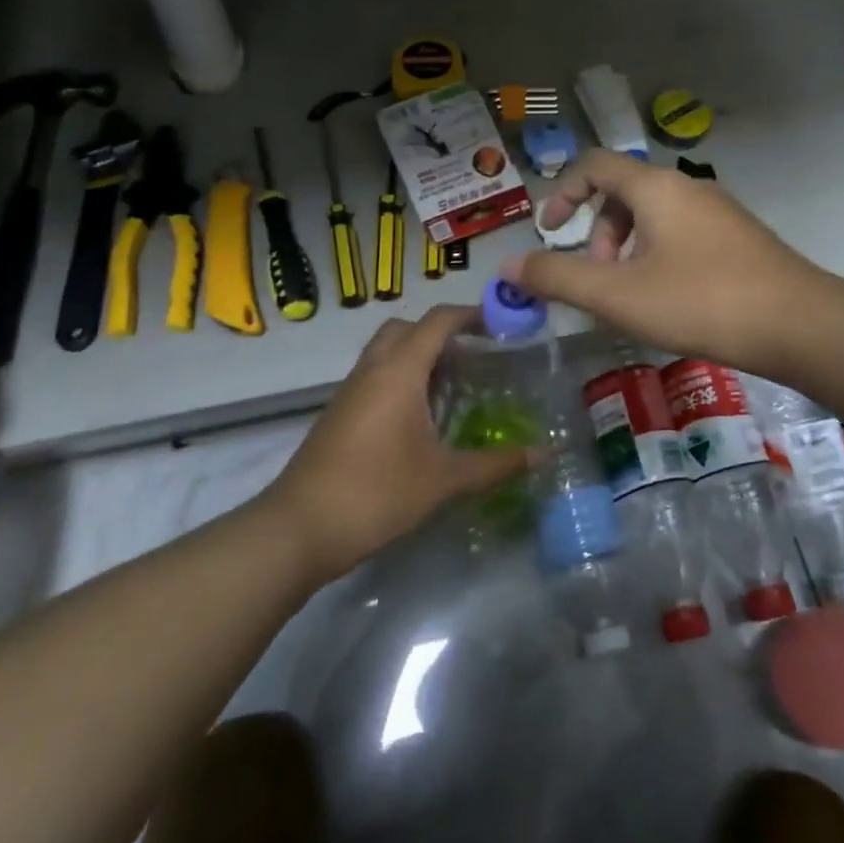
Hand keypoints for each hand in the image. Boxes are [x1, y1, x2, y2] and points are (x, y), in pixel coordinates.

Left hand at [260, 306, 527, 581]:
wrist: (300, 528)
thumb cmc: (376, 493)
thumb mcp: (444, 480)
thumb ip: (496, 464)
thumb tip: (543, 454)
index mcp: (399, 371)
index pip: (438, 320)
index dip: (472, 314)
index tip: (502, 324)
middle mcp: (373, 369)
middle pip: (408, 327)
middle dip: (441, 331)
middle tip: (475, 355)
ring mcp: (351, 390)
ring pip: (387, 350)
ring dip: (418, 354)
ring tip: (454, 383)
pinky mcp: (340, 412)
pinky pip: (375, 375)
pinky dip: (401, 377)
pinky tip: (421, 416)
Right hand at [501, 150, 836, 373]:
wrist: (800, 325)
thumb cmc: (700, 301)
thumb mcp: (618, 295)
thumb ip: (557, 278)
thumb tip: (506, 266)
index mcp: (656, 187)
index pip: (595, 164)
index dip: (562, 192)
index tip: (549, 231)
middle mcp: (688, 188)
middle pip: (623, 192)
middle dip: (597, 233)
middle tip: (598, 280)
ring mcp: (719, 212)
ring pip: (654, 217)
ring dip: (627, 249)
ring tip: (631, 297)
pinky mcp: (739, 239)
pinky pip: (682, 234)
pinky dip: (658, 257)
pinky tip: (670, 301)